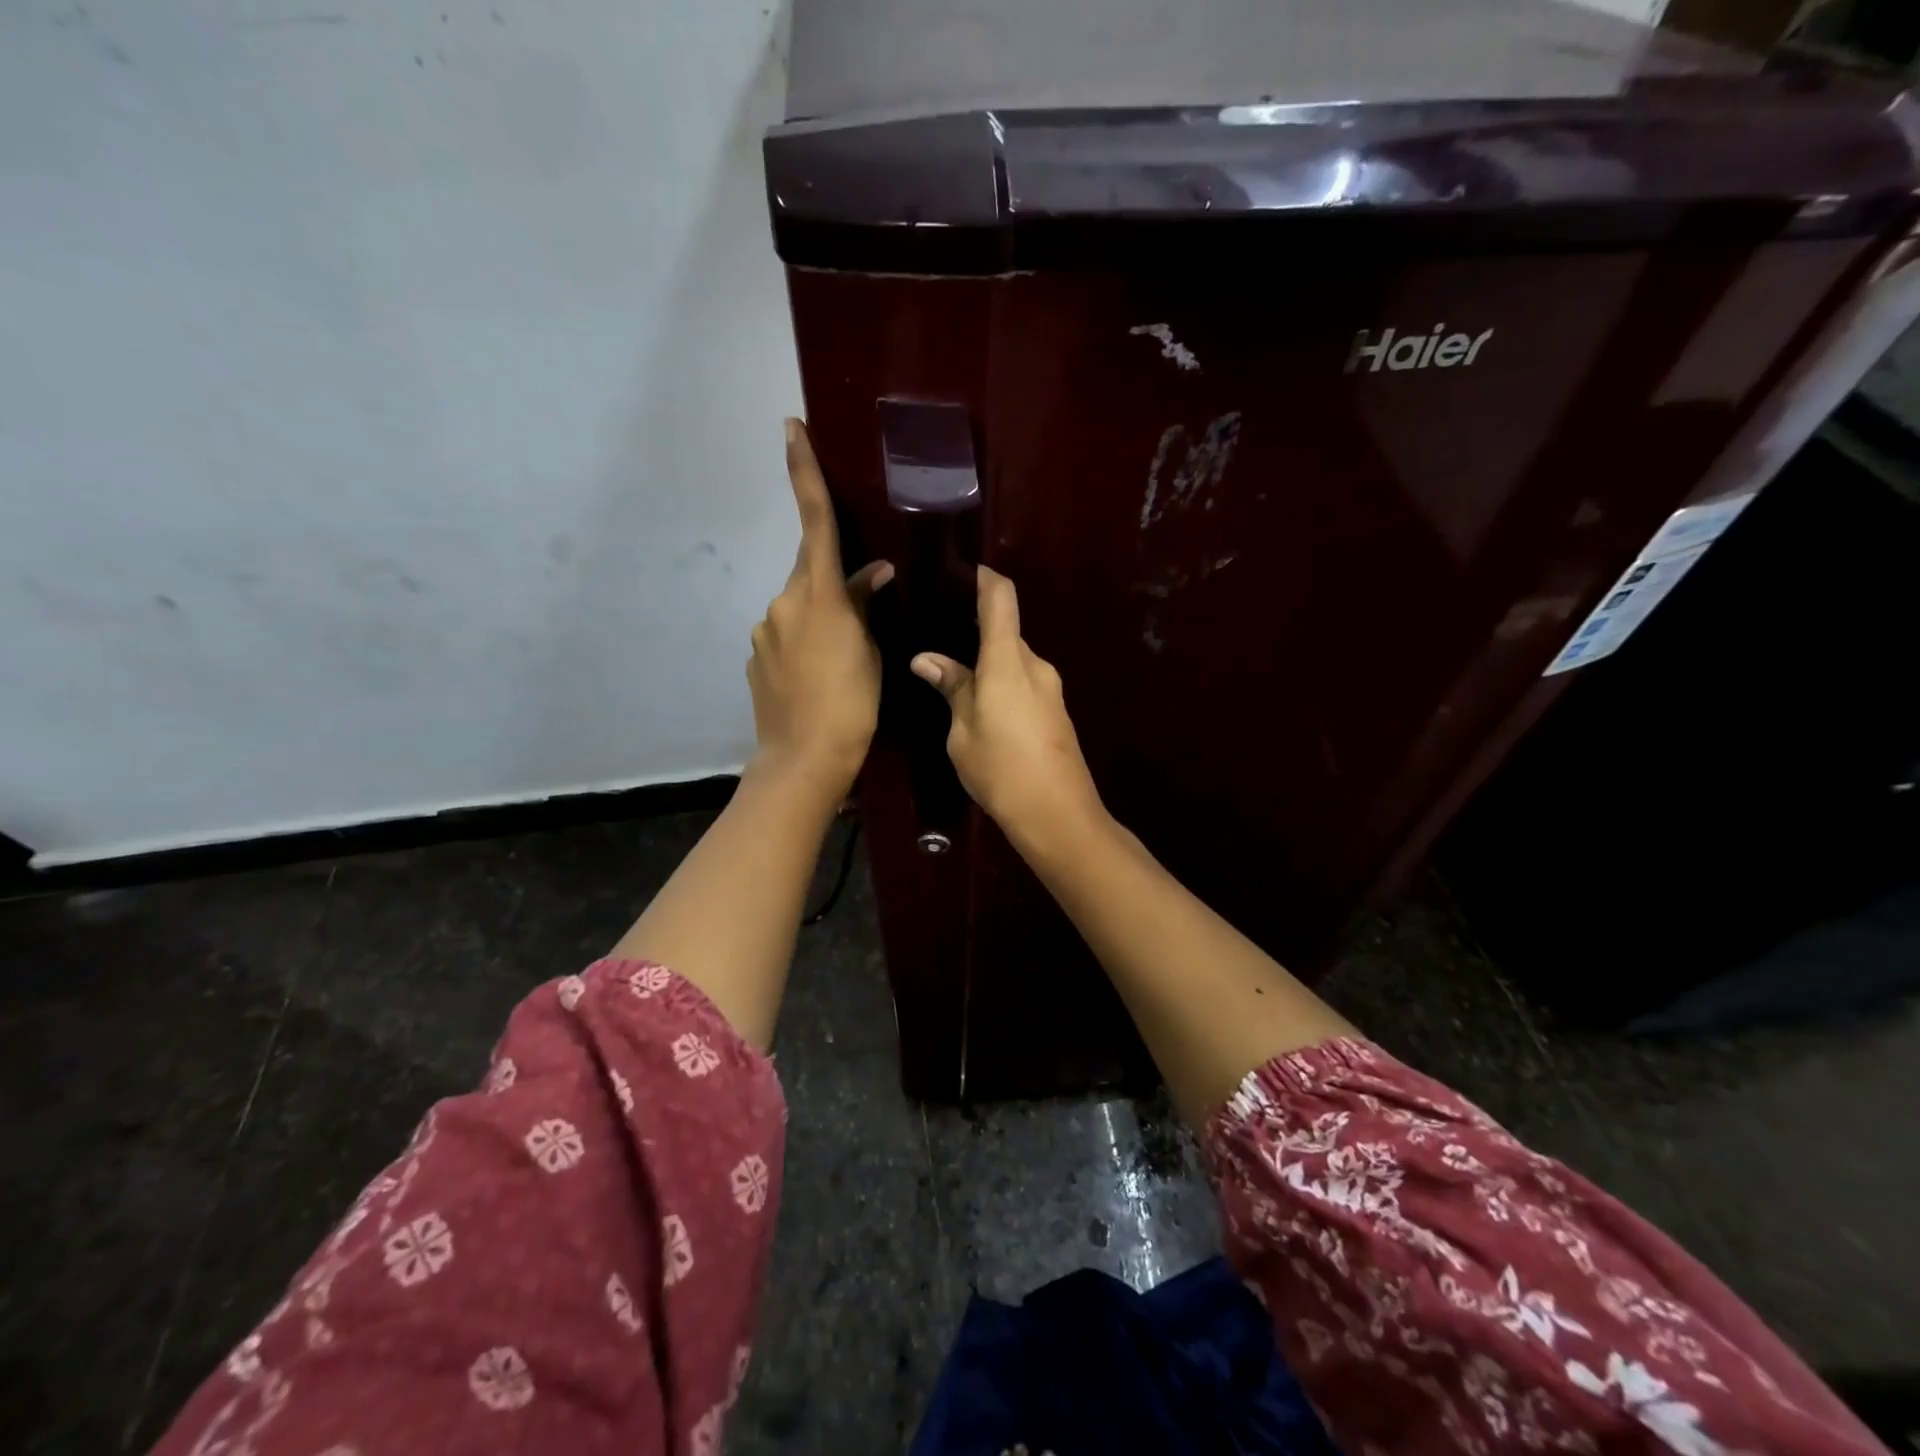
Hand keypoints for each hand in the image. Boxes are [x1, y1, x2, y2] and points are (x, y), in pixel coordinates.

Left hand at [747, 419, 892, 800]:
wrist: (803, 758)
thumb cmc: (850, 704)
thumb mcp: (869, 652)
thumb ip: (864, 606)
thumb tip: (872, 574)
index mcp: (817, 595)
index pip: (815, 521)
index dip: (804, 472)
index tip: (790, 428)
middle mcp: (782, 603)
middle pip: (811, 572)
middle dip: (834, 582)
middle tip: (862, 615)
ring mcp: (763, 631)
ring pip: (799, 607)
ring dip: (821, 619)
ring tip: (843, 661)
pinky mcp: (755, 658)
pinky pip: (784, 636)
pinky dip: (804, 644)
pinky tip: (818, 677)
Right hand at [910, 566, 1104, 846]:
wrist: (1059, 815)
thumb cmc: (1001, 770)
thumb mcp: (962, 732)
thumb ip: (951, 689)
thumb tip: (926, 660)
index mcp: (1008, 661)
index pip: (1001, 598)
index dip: (984, 577)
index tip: (961, 570)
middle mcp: (1035, 665)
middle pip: (1005, 632)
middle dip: (975, 631)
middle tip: (939, 639)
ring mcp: (1050, 688)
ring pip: (1013, 660)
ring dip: (987, 663)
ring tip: (953, 676)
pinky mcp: (1055, 710)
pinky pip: (1023, 682)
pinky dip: (1001, 683)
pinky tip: (980, 706)